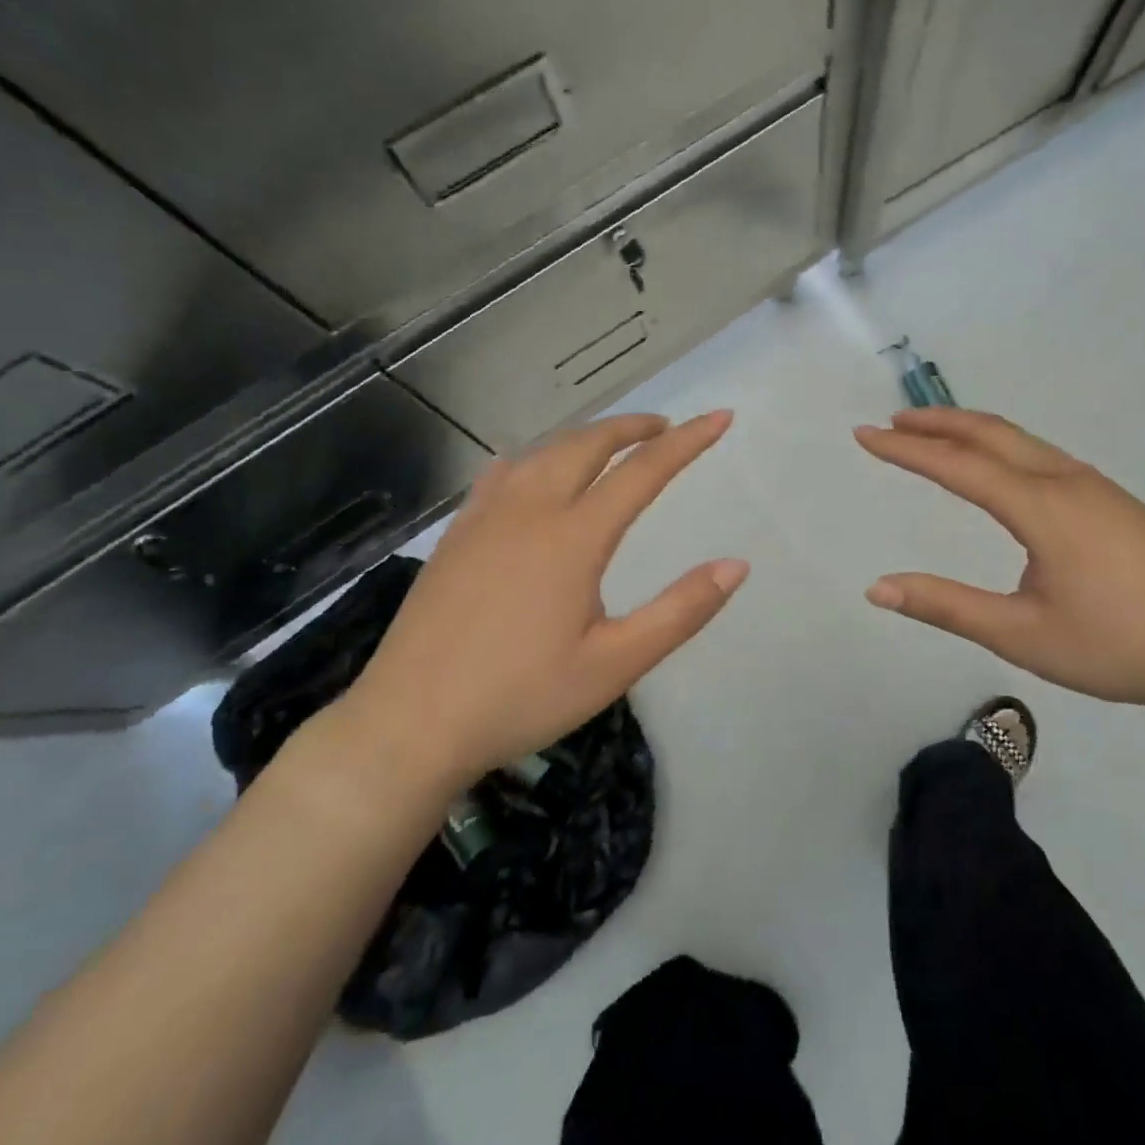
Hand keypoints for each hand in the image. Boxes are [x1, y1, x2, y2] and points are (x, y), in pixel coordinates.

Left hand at [344, 411, 746, 790]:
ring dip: (587, 437)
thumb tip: (736, 565)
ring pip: (543, 451)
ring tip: (614, 443)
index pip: (643, 471)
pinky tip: (535, 469)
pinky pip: (503, 472)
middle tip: (665, 428)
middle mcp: (529, 510)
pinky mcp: (457, 533)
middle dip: (632, 427)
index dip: (687, 442)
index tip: (720, 418)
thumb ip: (680, 612)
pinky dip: (537, 456)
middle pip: (588, 444)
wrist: (408, 725)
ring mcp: (485, 517)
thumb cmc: (520, 698)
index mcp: (573, 537)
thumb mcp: (614, 665)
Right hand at [855, 408, 1144, 709]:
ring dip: (968, 430)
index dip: (905, 450)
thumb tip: (877, 588)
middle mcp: (1065, 480)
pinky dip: (999, 445)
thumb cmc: (1119, 646)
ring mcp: (1093, 485)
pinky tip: (995, 466)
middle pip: (990, 432)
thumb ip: (947, 607)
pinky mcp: (1110, 498)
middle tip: (891, 422)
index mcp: (1041, 507)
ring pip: (1019, 439)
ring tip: (931, 435)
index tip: (864, 435)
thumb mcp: (1022, 635)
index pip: (957, 465)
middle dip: (935, 422)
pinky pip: (1039, 453)